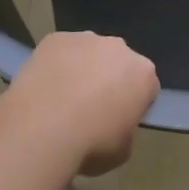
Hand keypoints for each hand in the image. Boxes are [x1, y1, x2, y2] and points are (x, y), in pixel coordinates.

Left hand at [0, 31, 158, 175]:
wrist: (41, 129)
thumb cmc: (90, 144)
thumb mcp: (122, 151)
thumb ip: (126, 131)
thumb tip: (113, 125)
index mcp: (143, 74)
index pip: (147, 87)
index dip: (134, 105)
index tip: (119, 121)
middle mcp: (119, 48)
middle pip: (119, 63)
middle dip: (110, 80)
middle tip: (91, 108)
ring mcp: (86, 39)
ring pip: (89, 53)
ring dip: (82, 69)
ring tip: (62, 99)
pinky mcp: (56, 38)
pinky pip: (61, 51)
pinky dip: (56, 64)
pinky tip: (44, 87)